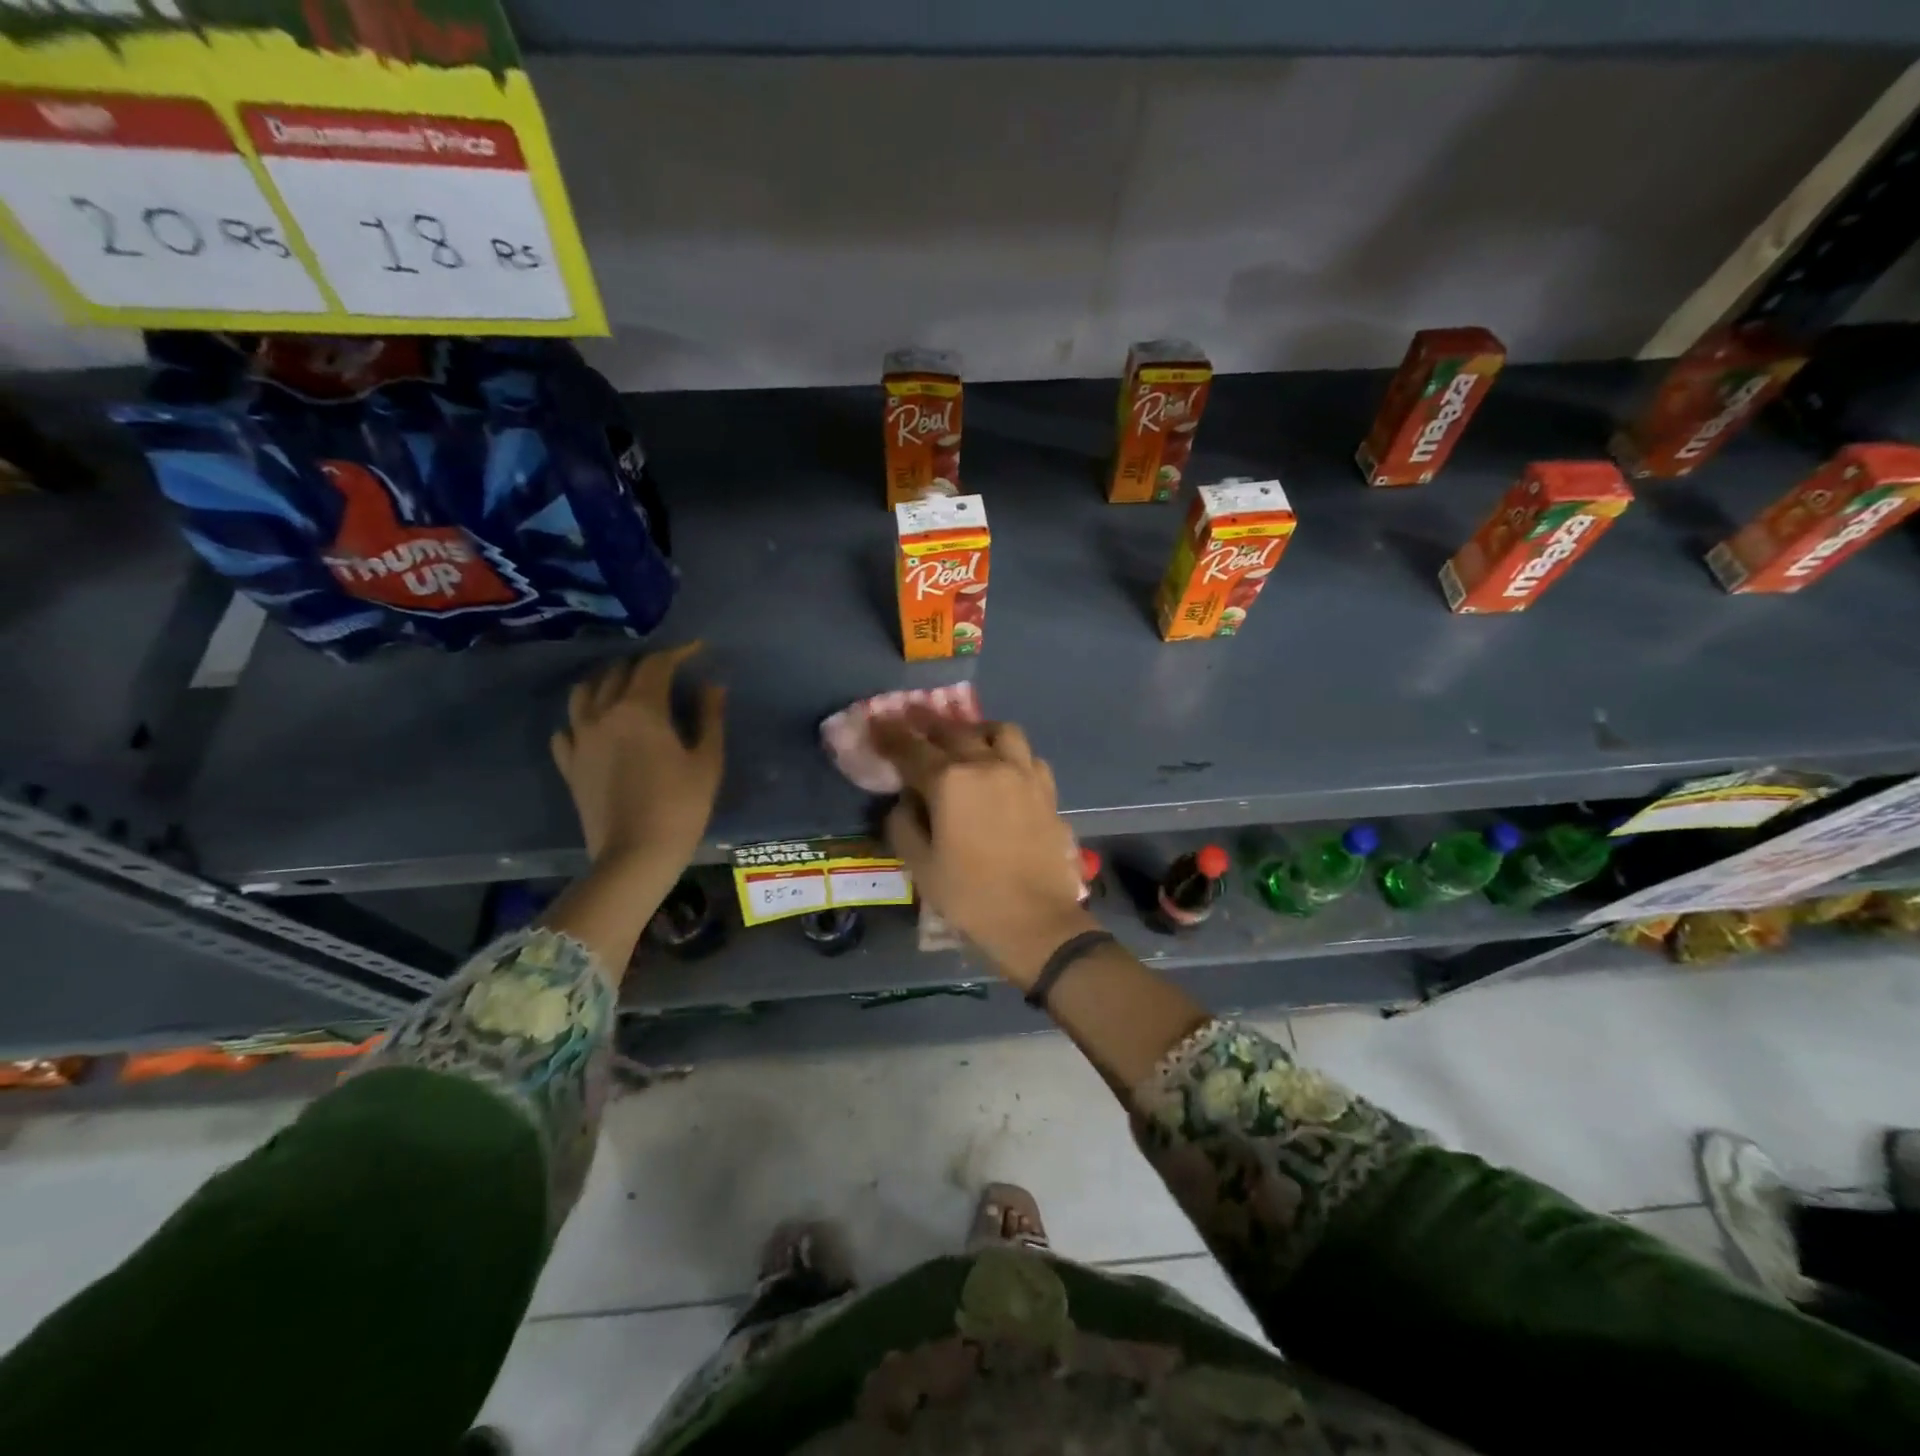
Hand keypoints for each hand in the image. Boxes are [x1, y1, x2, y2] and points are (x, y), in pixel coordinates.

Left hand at [550, 643, 725, 876]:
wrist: (635, 854)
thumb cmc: (681, 806)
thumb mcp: (707, 760)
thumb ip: (709, 717)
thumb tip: (712, 686)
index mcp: (641, 709)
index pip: (657, 665)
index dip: (678, 652)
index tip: (696, 650)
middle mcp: (604, 714)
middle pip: (618, 672)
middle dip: (644, 664)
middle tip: (667, 669)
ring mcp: (581, 739)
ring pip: (584, 692)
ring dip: (606, 681)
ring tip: (624, 687)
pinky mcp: (569, 764)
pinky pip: (567, 729)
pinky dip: (581, 719)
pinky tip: (594, 727)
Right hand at [873, 714, 1094, 988]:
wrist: (1036, 921)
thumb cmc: (971, 897)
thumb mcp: (921, 867)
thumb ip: (904, 825)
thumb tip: (904, 802)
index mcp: (950, 781)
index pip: (911, 748)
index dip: (890, 735)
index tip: (878, 724)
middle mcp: (987, 765)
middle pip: (954, 731)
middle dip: (928, 725)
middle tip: (913, 722)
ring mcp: (1022, 774)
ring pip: (999, 731)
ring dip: (977, 731)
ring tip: (966, 741)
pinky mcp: (1047, 791)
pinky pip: (1027, 757)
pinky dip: (1011, 755)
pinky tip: (1004, 770)